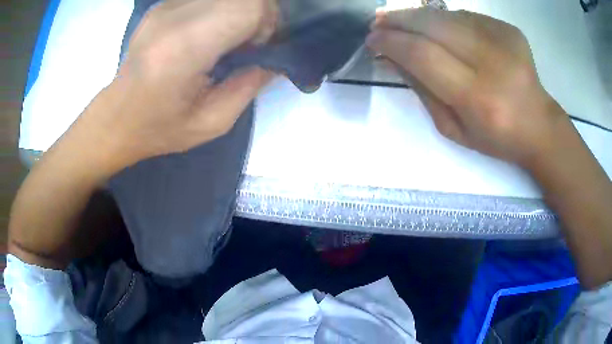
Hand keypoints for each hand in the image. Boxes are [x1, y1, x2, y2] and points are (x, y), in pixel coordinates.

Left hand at [85, 0, 277, 166]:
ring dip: (239, 10)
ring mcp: (164, 6)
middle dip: (258, 13)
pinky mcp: (161, 5)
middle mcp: (172, 18)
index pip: (247, 7)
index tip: (257, 48)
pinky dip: (221, 9)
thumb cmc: (159, 128)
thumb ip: (250, 85)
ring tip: (227, 38)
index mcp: (183, 49)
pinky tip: (208, 32)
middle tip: (248, 42)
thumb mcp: (212, 122)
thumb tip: (275, 58)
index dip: (266, 22)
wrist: (115, 119)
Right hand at [366, 8, 566, 167]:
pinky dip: (445, 19)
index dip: (392, 42)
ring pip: (448, 15)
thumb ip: (422, 90)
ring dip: (418, 15)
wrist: (539, 126)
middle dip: (399, 19)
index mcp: (477, 97)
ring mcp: (504, 40)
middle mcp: (492, 62)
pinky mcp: (509, 29)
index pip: (422, 55)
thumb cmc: (496, 137)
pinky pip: (466, 16)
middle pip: (433, 24)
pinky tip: (438, 27)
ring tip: (400, 20)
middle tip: (379, 22)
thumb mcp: (453, 128)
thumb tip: (392, 57)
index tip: (372, 39)